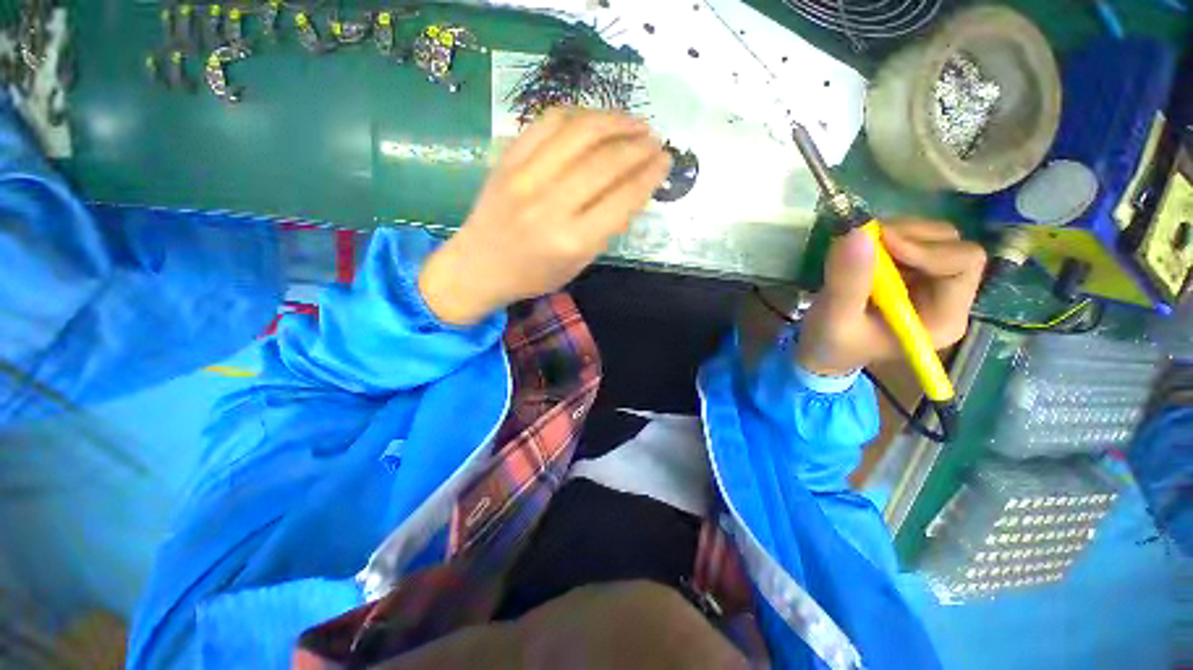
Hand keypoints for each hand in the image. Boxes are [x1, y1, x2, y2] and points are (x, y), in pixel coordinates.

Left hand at [419, 108, 671, 324]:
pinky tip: (596, 119)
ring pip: (579, 133)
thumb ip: (605, 229)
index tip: (666, 161)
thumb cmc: (533, 275)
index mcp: (571, 241)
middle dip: (639, 146)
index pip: (622, 200)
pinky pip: (548, 122)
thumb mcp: (578, 265)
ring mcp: (525, 177)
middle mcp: (550, 206)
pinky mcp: (507, 159)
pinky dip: (579, 114)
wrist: (478, 266)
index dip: (650, 175)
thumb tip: (632, 189)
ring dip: (615, 122)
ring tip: (635, 123)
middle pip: (605, 162)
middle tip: (656, 140)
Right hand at [796, 220, 986, 376]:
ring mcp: (929, 281)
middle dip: (908, 236)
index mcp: (943, 317)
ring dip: (894, 233)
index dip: (926, 248)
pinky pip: (910, 240)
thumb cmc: (832, 344)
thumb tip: (856, 231)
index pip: (964, 264)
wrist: (821, 350)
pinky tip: (859, 253)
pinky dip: (884, 238)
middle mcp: (947, 296)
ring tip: (858, 248)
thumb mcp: (835, 319)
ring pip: (931, 237)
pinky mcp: (909, 272)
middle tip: (865, 240)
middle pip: (951, 244)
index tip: (881, 242)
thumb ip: (847, 281)